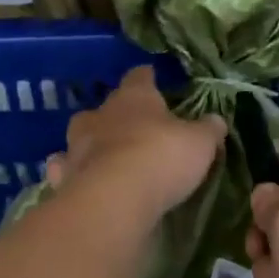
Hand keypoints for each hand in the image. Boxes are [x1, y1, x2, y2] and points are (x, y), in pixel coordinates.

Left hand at [45, 65, 225, 225]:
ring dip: (90, 143)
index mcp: (134, 98)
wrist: (113, 200)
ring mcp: (76, 146)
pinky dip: (68, 172)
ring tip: (102, 155)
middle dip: (116, 114)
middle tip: (131, 125)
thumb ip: (207, 130)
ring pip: (79, 136)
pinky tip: (76, 179)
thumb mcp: (199, 144)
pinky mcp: (63, 177)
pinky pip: (62, 169)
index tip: (151, 77)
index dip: (147, 77)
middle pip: (106, 107)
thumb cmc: (161, 159)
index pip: (140, 77)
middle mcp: (100, 115)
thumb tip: (216, 120)